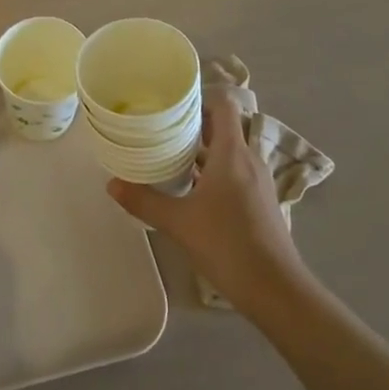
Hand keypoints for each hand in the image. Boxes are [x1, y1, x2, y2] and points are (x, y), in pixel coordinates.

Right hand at [109, 91, 303, 307]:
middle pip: (223, 127)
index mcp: (232, 153)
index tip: (171, 103)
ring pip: (229, 151)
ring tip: (171, 154)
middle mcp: (249, 159)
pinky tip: (192, 188)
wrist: (277, 291)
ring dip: (204, 149)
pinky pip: (235, 171)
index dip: (199, 98)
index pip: (223, 105)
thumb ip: (144, 201)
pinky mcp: (261, 201)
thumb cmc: (228, 245)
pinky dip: (215, 170)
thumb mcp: (179, 223)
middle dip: (194, 124)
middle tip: (161, 127)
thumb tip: (111, 184)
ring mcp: (258, 181)